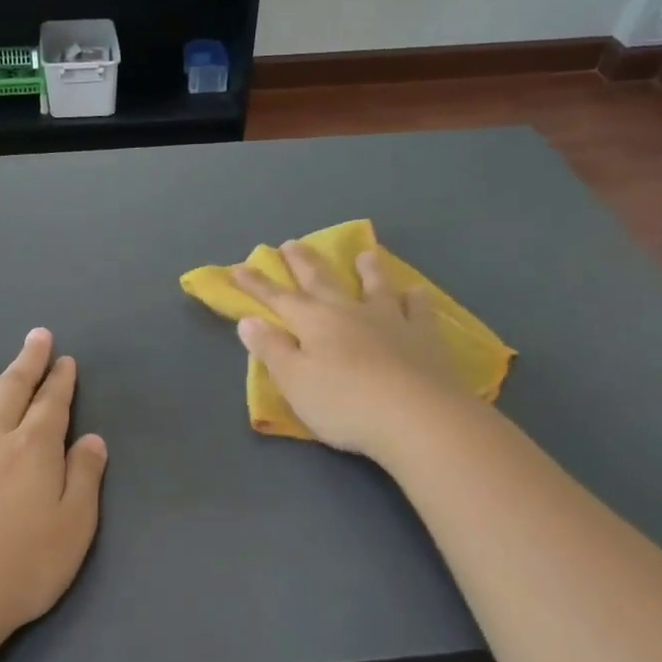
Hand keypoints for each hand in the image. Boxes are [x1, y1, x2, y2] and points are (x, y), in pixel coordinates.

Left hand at [0, 329, 108, 654]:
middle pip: (11, 389)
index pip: (52, 404)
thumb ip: (85, 477)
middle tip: (35, 336)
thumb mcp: (75, 526)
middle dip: (27, 361)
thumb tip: (92, 439)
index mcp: (34, 448)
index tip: (64, 359)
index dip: (60, 380)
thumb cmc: (21, 565)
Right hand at [233, 242, 471, 456]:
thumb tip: (248, 321)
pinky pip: (419, 310)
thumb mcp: (295, 382)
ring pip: (376, 286)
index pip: (278, 298)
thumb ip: (271, 349)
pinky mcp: (424, 337)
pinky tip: (416, 292)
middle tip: (291, 244)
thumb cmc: (344, 403)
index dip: (256, 284)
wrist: (417, 417)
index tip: (238, 268)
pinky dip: (415, 299)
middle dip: (303, 263)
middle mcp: (349, 312)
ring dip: (367, 270)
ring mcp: (390, 321)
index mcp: (314, 322)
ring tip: (365, 254)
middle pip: (321, 281)